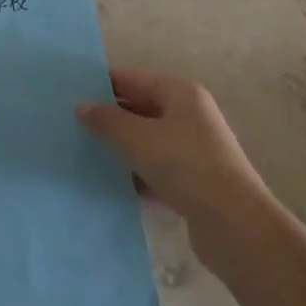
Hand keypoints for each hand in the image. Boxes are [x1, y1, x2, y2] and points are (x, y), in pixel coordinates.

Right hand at [76, 68, 264, 249]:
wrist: (235, 227)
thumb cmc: (185, 166)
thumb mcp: (138, 138)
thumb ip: (107, 120)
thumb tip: (81, 106)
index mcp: (180, 93)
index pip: (133, 78)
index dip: (102, 85)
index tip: (70, 94)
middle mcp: (190, 115)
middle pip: (140, 109)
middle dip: (109, 118)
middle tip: (72, 125)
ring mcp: (194, 150)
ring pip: (147, 142)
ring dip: (121, 149)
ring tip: (84, 154)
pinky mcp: (195, 183)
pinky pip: (157, 170)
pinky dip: (136, 174)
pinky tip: (110, 184)